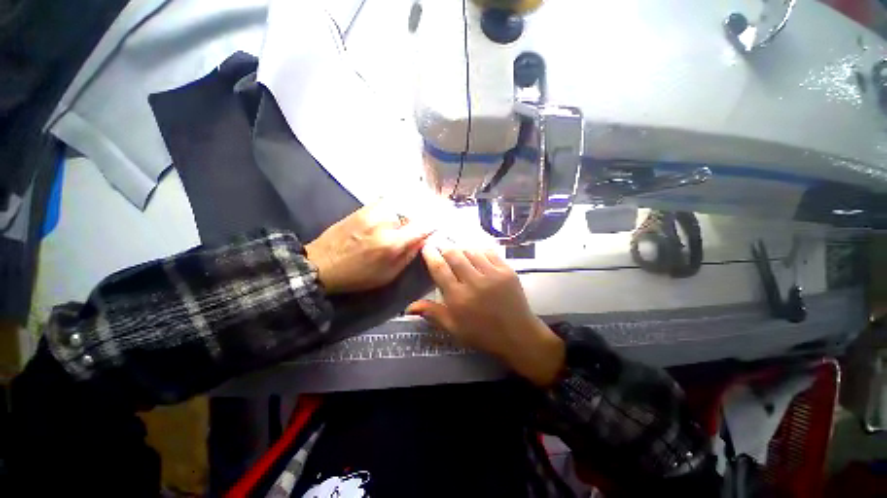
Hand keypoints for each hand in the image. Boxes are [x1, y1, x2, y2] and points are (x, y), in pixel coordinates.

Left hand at [305, 203, 431, 293]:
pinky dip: (398, 201)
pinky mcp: (364, 207)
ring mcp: (373, 212)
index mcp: (393, 243)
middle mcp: (385, 223)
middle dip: (425, 214)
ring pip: (402, 202)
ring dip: (412, 207)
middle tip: (429, 218)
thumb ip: (409, 255)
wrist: (322, 264)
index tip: (442, 223)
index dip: (435, 223)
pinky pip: (388, 199)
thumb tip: (424, 239)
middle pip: (415, 211)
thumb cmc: (358, 275)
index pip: (423, 226)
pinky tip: (400, 208)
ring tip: (416, 213)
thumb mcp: (389, 274)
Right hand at [407, 246, 563, 385]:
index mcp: (458, 298)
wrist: (518, 335)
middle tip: (441, 246)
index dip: (431, 255)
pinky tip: (476, 255)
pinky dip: (479, 251)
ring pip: (471, 251)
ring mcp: (493, 274)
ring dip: (462, 249)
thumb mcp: (454, 328)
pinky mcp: (507, 270)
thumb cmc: (482, 334)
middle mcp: (474, 282)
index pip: (440, 269)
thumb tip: (408, 307)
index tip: (426, 247)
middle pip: (454, 255)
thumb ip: (432, 313)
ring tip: (458, 252)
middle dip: (445, 247)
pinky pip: (489, 252)